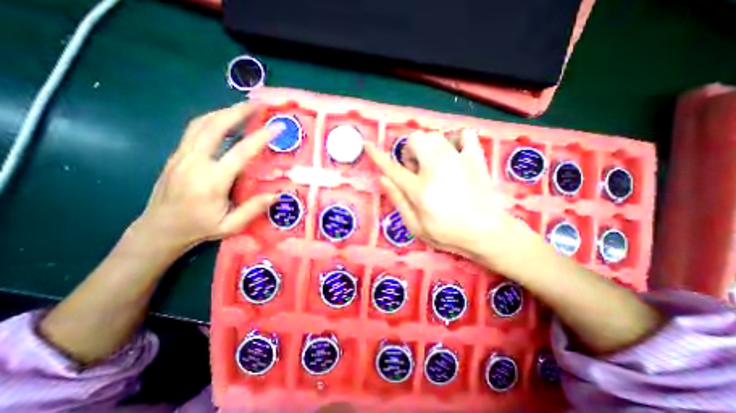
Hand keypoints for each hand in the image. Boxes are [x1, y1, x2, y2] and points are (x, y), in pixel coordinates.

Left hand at [132, 101, 282, 253]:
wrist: (159, 229)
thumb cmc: (199, 228)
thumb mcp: (231, 225)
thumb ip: (254, 209)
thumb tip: (277, 194)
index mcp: (212, 180)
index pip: (241, 152)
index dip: (261, 137)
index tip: (277, 126)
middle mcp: (195, 161)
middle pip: (215, 125)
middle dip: (238, 111)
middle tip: (258, 104)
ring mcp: (182, 155)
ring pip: (202, 123)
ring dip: (224, 112)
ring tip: (244, 108)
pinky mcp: (177, 155)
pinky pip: (195, 129)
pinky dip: (213, 120)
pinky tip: (225, 121)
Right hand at [364, 130, 532, 262]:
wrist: (487, 233)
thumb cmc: (447, 233)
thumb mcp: (415, 226)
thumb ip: (398, 200)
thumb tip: (382, 178)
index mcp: (420, 189)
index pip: (392, 167)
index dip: (377, 155)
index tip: (367, 145)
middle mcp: (437, 168)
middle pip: (415, 139)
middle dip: (409, 151)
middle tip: (416, 168)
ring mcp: (458, 160)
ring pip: (435, 135)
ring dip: (428, 146)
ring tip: (434, 163)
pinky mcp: (475, 159)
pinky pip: (464, 134)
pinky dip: (455, 139)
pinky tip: (454, 153)